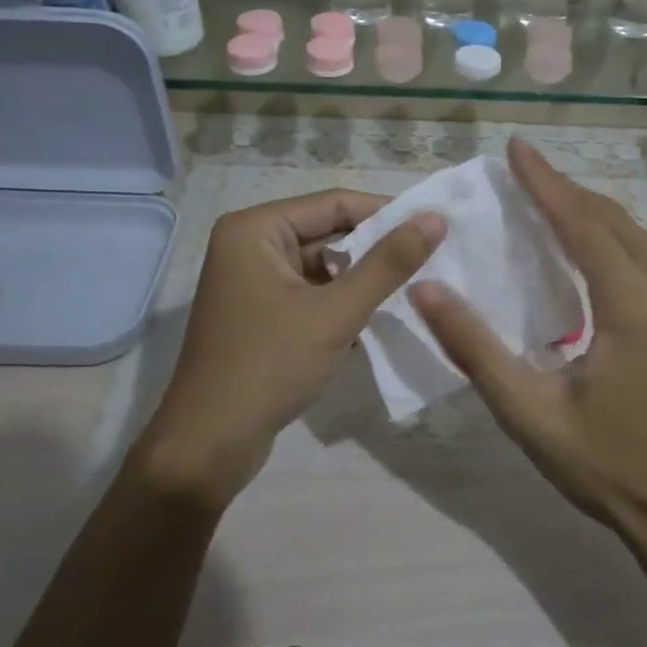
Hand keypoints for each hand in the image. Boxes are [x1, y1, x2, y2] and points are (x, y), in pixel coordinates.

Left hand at [135, 189, 444, 507]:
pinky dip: (340, 305)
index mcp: (255, 229)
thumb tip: (435, 218)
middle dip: (376, 251)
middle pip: (327, 233)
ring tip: (410, 293)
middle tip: (432, 263)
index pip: (335, 203)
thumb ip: (388, 263)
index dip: (387, 214)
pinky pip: (310, 294)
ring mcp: (251, 282)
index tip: (436, 229)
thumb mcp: (336, 312)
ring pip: (322, 268)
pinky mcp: (259, 315)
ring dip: (361, 282)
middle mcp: (248, 245)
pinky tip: (374, 324)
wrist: (210, 443)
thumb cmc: (270, 366)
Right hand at [410, 138, 646, 557]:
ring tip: (555, 208)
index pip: (582, 223)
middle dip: (569, 192)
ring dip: (598, 218)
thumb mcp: (529, 413)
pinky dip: (626, 246)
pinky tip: (603, 259)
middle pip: (616, 221)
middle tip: (527, 175)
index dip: (545, 182)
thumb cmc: (607, 468)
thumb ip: (474, 348)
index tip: (518, 147)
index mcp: (634, 307)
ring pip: (645, 240)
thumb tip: (425, 290)